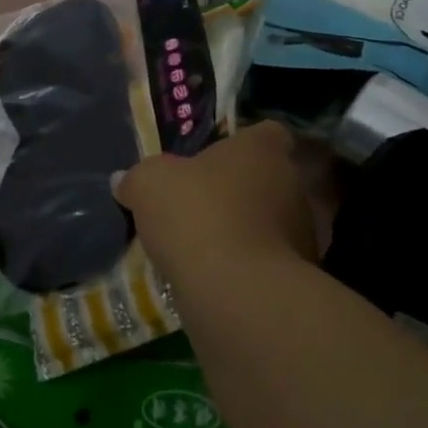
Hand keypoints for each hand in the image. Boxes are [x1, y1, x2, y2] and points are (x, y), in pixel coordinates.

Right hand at [116, 122, 321, 270]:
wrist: (237, 294)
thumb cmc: (197, 215)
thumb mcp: (148, 184)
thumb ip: (138, 177)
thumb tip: (124, 180)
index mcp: (263, 150)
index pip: (267, 133)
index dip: (244, 143)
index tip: (217, 158)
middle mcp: (292, 184)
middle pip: (269, 178)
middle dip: (242, 189)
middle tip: (203, 202)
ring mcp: (303, 232)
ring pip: (272, 221)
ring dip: (247, 229)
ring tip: (207, 245)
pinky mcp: (301, 277)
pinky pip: (270, 261)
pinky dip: (250, 266)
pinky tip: (218, 277)